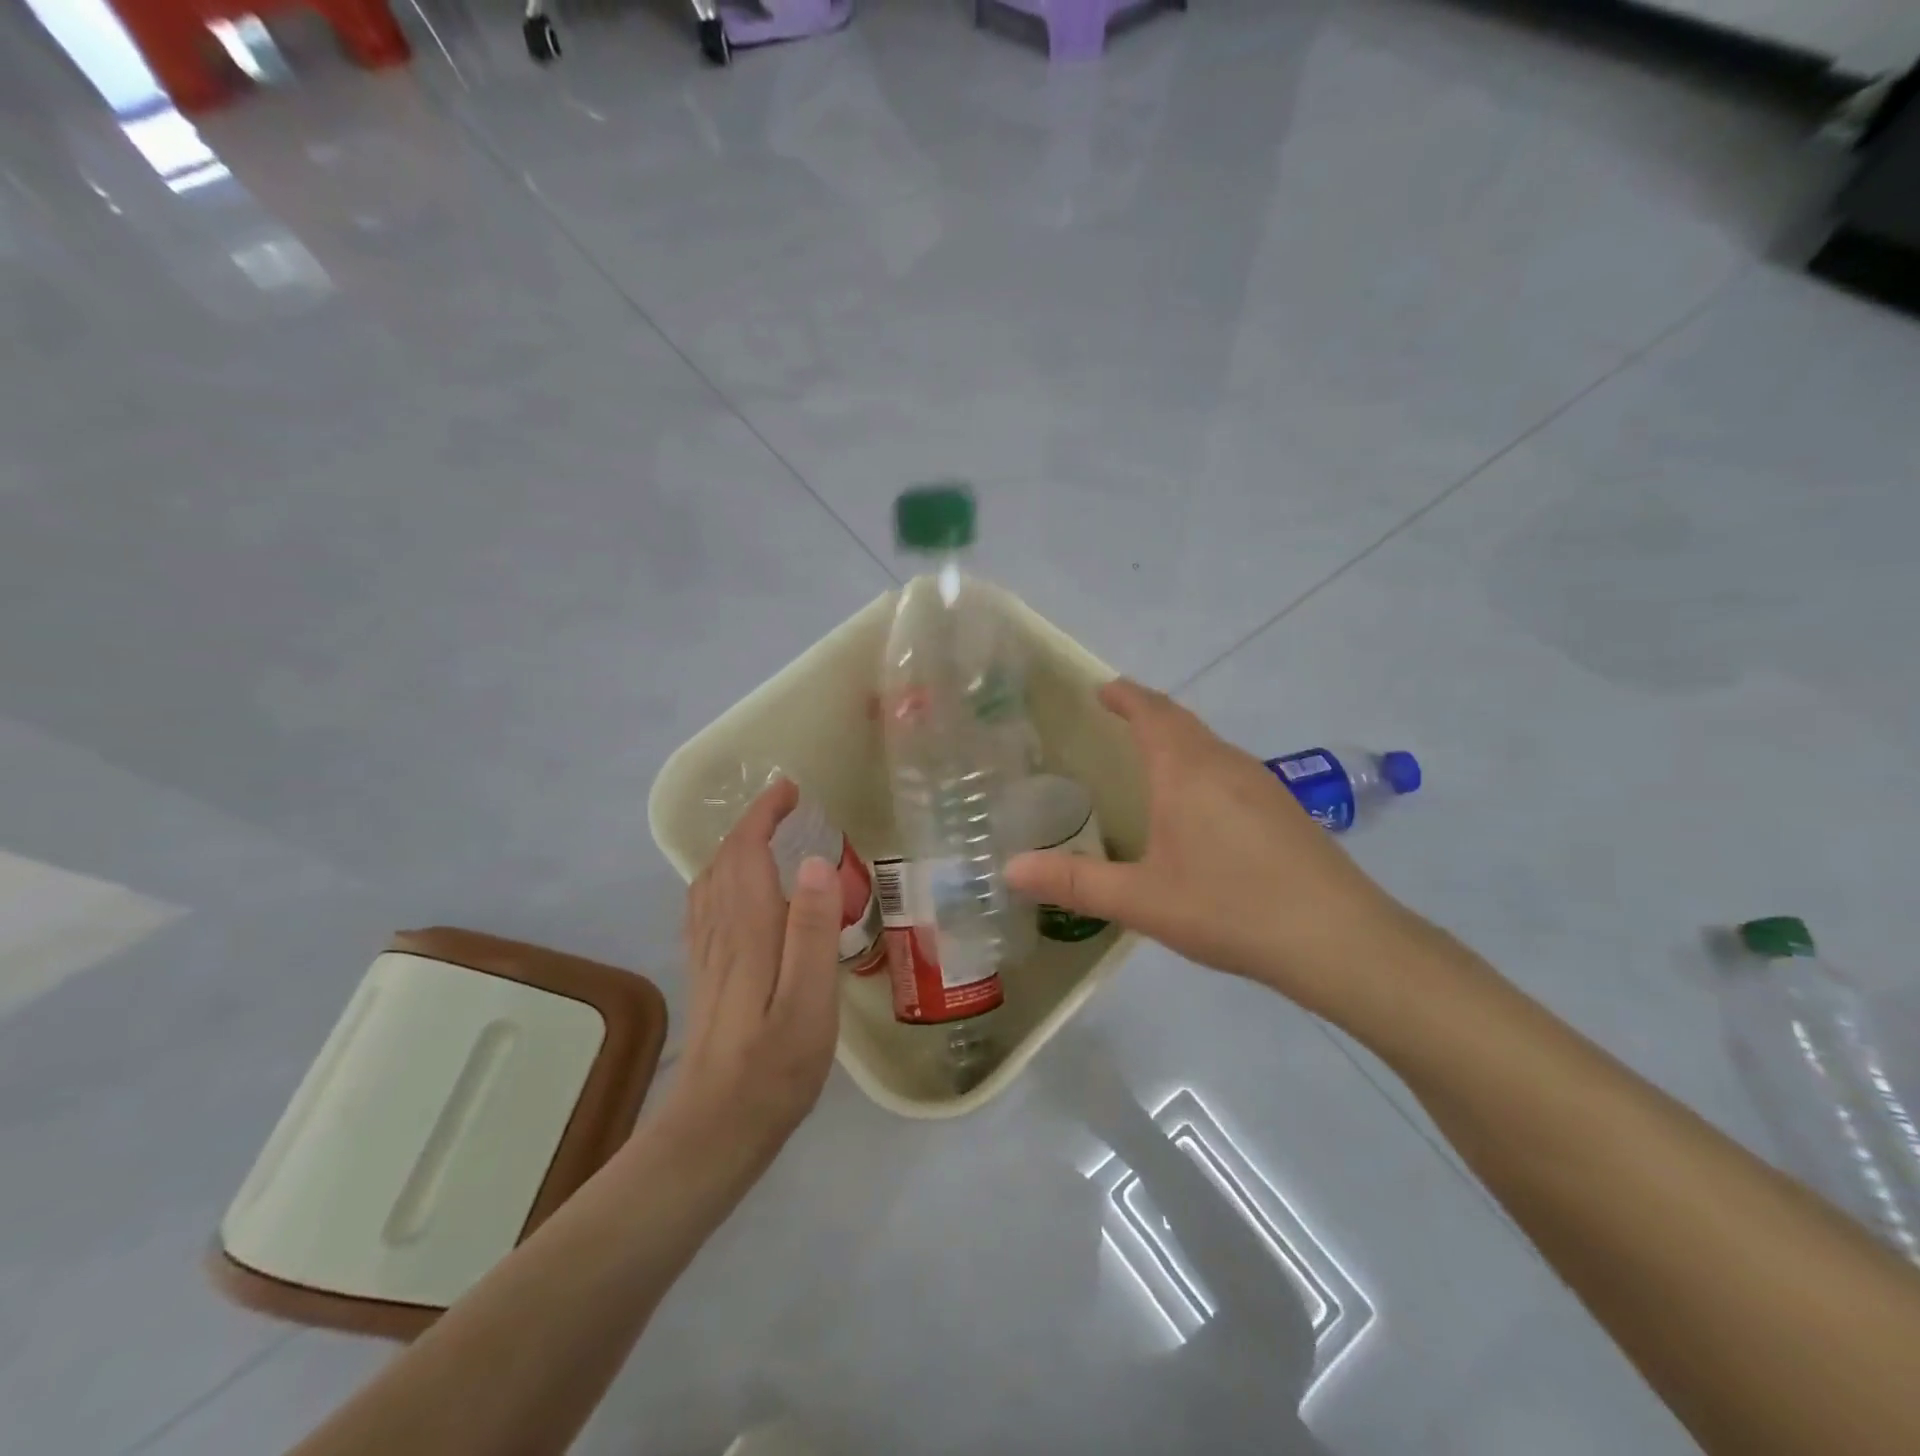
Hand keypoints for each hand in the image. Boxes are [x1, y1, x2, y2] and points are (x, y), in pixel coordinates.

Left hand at [656, 778, 841, 1177]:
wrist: (715, 1131)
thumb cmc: (774, 1069)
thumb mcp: (809, 1002)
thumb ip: (812, 931)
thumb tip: (813, 863)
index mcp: (748, 931)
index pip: (745, 852)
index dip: (763, 815)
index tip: (790, 789)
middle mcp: (720, 932)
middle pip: (724, 861)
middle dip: (751, 825)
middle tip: (787, 807)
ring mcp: (708, 955)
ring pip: (711, 883)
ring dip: (736, 848)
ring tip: (768, 837)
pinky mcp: (708, 976)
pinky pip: (707, 908)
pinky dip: (723, 880)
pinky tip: (740, 893)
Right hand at [1005, 680, 1415, 1021]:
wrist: (1338, 939)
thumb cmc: (1229, 907)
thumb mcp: (1141, 900)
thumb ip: (1073, 882)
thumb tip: (1010, 869)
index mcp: (1186, 771)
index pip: (1151, 713)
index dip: (1125, 696)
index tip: (1102, 688)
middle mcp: (1226, 764)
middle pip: (1183, 721)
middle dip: (1148, 712)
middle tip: (1118, 716)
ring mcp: (1263, 784)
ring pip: (1210, 745)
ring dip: (1178, 739)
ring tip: (1151, 758)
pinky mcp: (1285, 809)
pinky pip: (1231, 769)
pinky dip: (1202, 766)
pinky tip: (1200, 807)